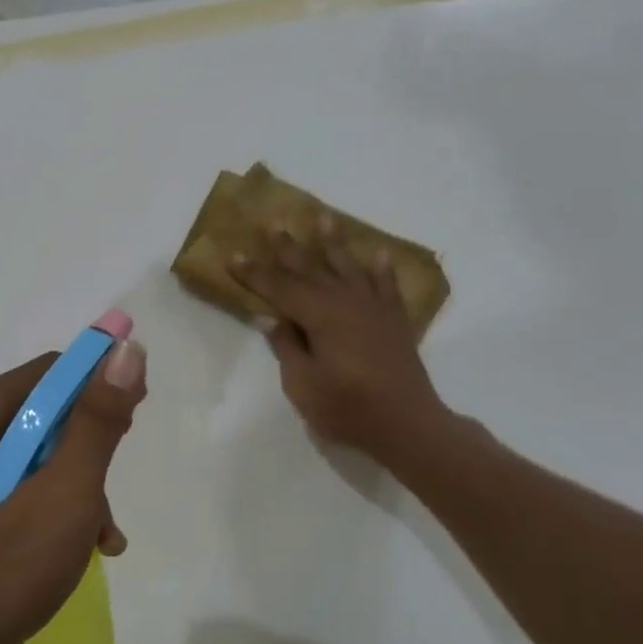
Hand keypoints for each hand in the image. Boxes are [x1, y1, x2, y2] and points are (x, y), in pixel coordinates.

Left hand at [0, 339, 147, 643]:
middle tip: (106, 502)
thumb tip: (125, 350)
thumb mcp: (63, 495)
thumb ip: (96, 423)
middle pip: (44, 415)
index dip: (99, 391)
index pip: (52, 373)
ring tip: (97, 539)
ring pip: (36, 456)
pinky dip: (50, 507)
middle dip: (87, 454)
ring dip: (75, 489)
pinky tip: (77, 549)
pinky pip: (17, 486)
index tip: (131, 428)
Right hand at [230, 220, 456, 471]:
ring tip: (324, 217)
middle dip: (288, 247)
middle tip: (274, 221)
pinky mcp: (394, 321)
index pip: (278, 288)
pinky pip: (387, 286)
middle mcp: (346, 303)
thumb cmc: (349, 409)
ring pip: (348, 267)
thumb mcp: (303, 385)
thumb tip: (269, 317)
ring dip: (334, 243)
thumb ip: (287, 347)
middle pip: (311, 269)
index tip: (233, 254)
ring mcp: (374, 309)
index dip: (254, 273)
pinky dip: (383, 269)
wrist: (409, 426)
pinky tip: (380, 254)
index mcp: (320, 316)